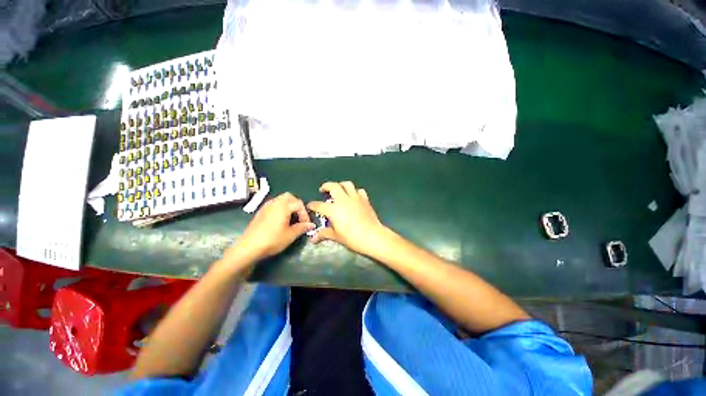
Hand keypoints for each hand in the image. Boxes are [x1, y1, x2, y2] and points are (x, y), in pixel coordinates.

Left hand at [227, 192, 314, 264]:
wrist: (249, 247)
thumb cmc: (272, 240)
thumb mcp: (291, 235)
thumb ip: (302, 228)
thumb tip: (311, 225)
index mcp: (283, 206)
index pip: (299, 204)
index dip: (305, 214)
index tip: (307, 224)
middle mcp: (275, 202)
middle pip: (289, 197)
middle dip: (297, 205)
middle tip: (300, 217)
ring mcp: (266, 206)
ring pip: (281, 199)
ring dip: (289, 206)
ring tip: (291, 218)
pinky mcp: (261, 212)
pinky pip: (274, 204)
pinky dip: (281, 208)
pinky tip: (281, 220)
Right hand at [307, 181, 387, 255]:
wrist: (372, 236)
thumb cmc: (352, 238)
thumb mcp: (336, 236)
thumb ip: (324, 234)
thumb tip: (313, 238)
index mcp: (333, 209)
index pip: (319, 205)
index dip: (313, 205)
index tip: (310, 206)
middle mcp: (343, 200)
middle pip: (333, 186)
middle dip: (326, 186)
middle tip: (323, 190)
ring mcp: (355, 198)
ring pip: (347, 184)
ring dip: (341, 185)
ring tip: (338, 189)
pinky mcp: (365, 200)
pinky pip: (359, 191)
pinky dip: (355, 192)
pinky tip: (354, 197)